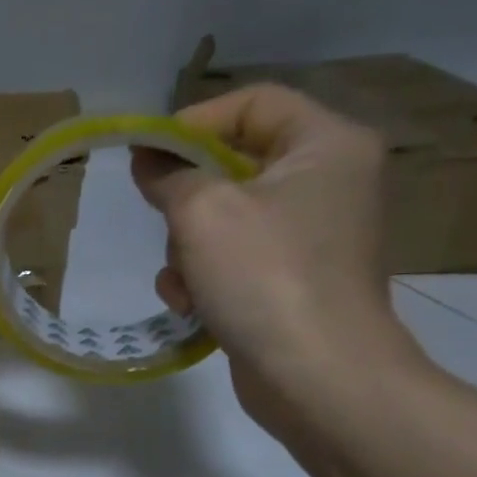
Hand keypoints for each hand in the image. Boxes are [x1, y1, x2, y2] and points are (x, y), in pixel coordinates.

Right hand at [131, 84, 421, 428]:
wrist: (316, 374)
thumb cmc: (264, 275)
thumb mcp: (201, 212)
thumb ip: (168, 174)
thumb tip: (148, 156)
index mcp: (326, 146)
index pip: (254, 103)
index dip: (194, 121)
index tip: (147, 153)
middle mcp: (328, 181)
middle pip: (234, 163)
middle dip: (186, 198)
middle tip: (162, 219)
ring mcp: (312, 234)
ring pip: (224, 216)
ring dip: (187, 247)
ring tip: (183, 279)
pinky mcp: (293, 278)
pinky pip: (234, 257)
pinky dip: (205, 276)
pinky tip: (192, 304)